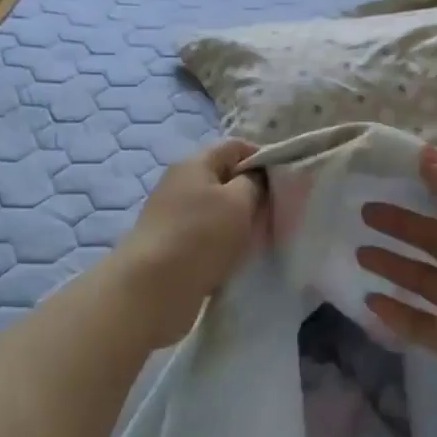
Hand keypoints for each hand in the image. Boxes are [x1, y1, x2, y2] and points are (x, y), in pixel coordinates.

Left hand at [115, 139, 263, 344]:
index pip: (234, 146)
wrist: (152, 289)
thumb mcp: (239, 202)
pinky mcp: (169, 243)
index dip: (262, 157)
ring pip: (215, 208)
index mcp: (194, 163)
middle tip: (273, 212)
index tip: (283, 179)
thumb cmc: (201, 236)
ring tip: (256, 237)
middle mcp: (179, 182)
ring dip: (236, 220)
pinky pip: (204, 233)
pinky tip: (233, 256)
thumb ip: (254, 182)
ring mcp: (171, 214)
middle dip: (250, 191)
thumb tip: (255, 177)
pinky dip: (221, 241)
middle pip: (224, 177)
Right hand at [356, 145, 436, 415]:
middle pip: (429, 240)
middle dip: (398, 226)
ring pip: (417, 279)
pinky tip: (368, 299)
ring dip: (390, 265)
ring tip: (358, 254)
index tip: (392, 177)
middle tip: (364, 213)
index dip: (426, 190)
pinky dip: (393, 311)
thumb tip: (426, 151)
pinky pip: (414, 322)